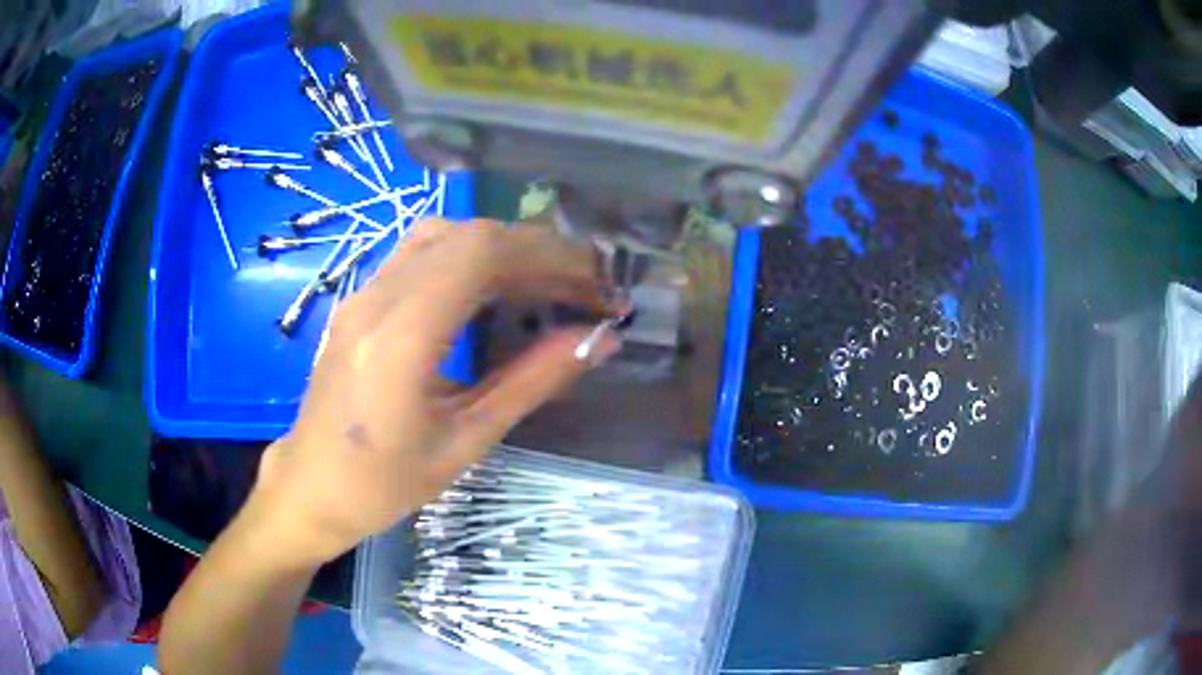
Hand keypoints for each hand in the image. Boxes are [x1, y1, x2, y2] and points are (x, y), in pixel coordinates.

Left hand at [251, 219, 621, 565]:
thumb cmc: (384, 483)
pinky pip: (422, 254)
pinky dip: (471, 257)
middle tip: (584, 286)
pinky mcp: (361, 298)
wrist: (311, 486)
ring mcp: (363, 292)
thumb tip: (598, 340)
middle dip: (537, 251)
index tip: (596, 283)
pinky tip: (496, 290)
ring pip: (443, 235)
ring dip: (504, 249)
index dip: (548, 256)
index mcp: (399, 337)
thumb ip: (532, 382)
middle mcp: (377, 297)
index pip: (481, 253)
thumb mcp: (465, 441)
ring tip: (548, 284)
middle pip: (467, 234)